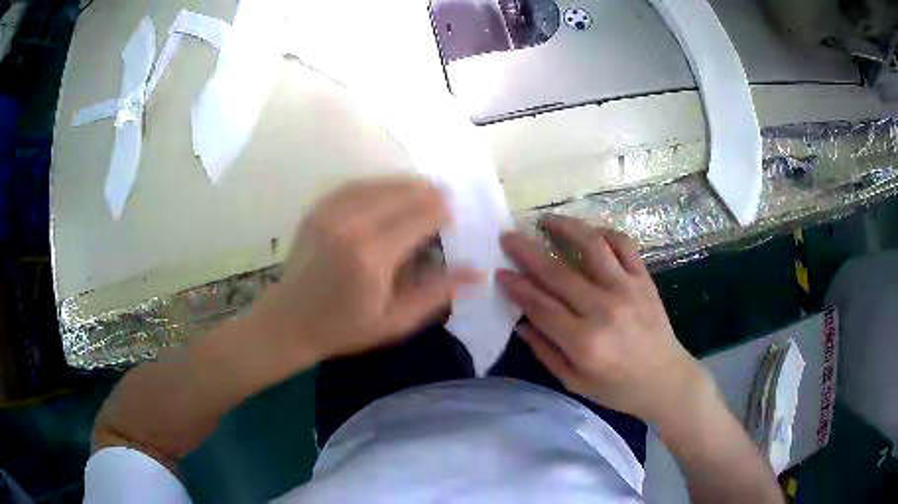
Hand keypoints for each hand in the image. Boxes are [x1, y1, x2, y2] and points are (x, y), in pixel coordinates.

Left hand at [251, 177, 479, 365]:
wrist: (289, 321)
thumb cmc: (345, 328)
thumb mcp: (396, 321)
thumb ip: (438, 292)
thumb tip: (478, 273)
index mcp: (374, 255)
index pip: (424, 214)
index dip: (445, 212)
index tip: (454, 221)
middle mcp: (352, 224)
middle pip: (406, 191)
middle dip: (431, 195)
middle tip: (443, 208)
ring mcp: (331, 211)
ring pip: (384, 182)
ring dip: (408, 187)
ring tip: (422, 198)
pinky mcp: (319, 207)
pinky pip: (359, 184)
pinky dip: (381, 186)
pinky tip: (390, 195)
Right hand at [497, 215, 709, 423]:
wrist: (666, 380)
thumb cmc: (617, 388)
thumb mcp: (574, 381)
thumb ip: (545, 350)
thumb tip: (520, 321)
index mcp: (584, 342)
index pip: (541, 305)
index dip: (516, 286)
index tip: (499, 271)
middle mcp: (604, 309)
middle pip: (558, 272)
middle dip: (527, 252)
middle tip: (508, 237)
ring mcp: (627, 289)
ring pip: (592, 246)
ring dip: (565, 228)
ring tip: (546, 220)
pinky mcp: (644, 279)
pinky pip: (624, 245)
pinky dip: (604, 233)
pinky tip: (589, 232)